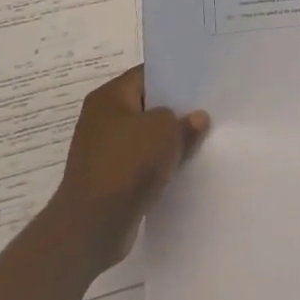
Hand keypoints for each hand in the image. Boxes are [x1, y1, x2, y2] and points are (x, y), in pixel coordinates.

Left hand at [51, 66, 208, 270]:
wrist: (93, 224)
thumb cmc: (128, 163)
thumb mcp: (167, 131)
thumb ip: (185, 120)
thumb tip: (195, 119)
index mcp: (109, 97)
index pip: (147, 74)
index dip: (175, 76)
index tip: (202, 83)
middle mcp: (101, 119)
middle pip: (146, 106)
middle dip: (174, 110)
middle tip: (207, 110)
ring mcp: (103, 150)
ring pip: (145, 136)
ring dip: (167, 140)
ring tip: (199, 139)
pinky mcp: (108, 178)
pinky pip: (140, 162)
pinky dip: (157, 164)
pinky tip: (181, 166)